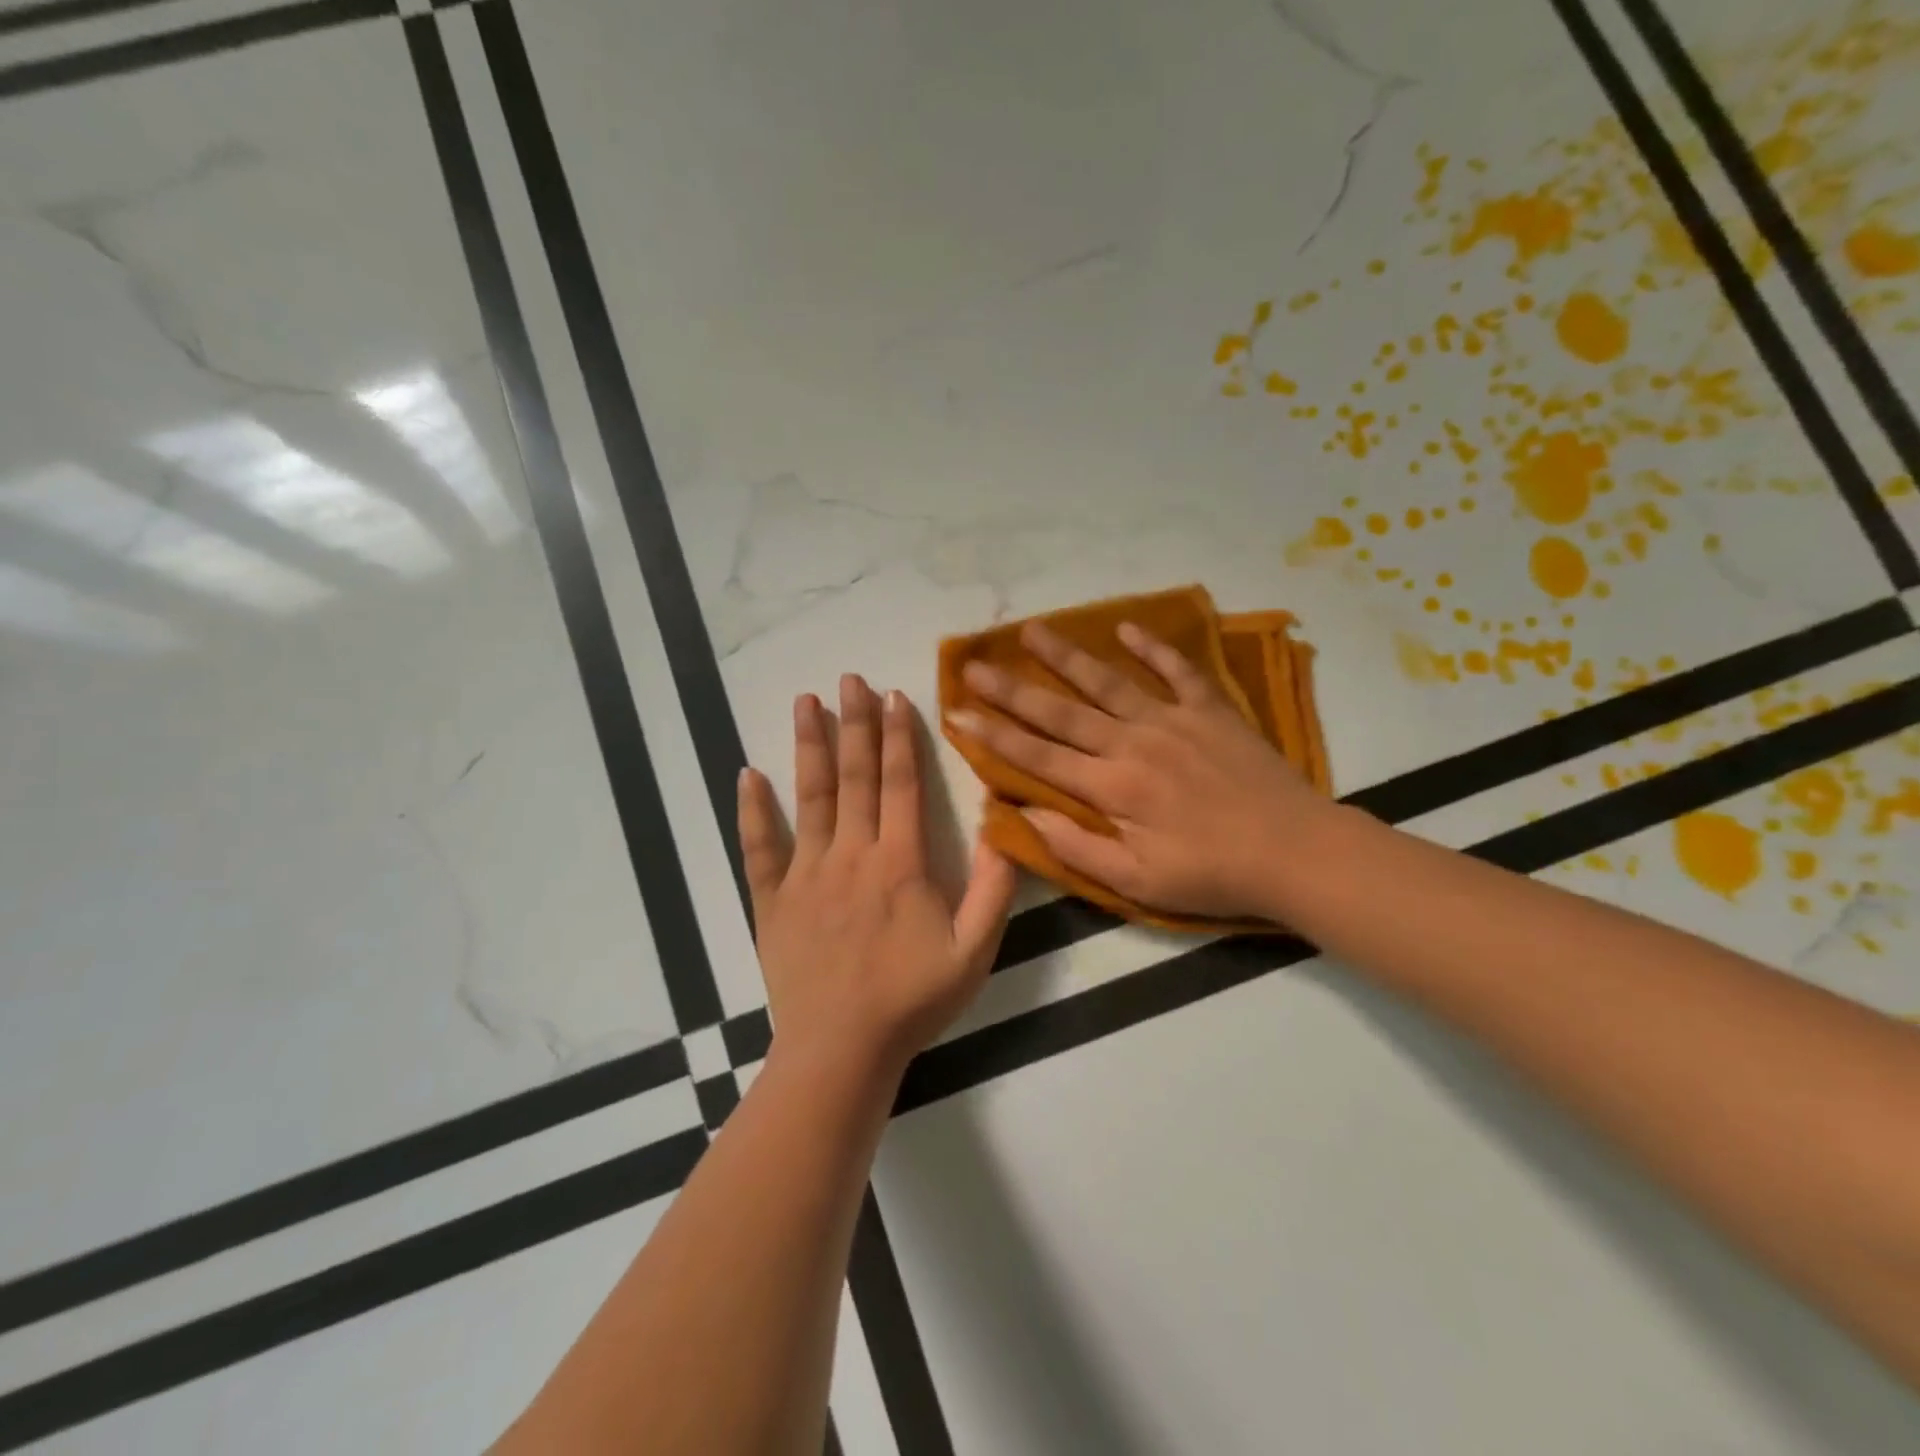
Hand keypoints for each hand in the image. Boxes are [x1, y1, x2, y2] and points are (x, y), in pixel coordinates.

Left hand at [739, 674, 1017, 1083]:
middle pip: (854, 777)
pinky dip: (752, 811)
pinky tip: (746, 775)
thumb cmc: (912, 1001)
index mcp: (899, 863)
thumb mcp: (974, 953)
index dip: (899, 737)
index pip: (900, 784)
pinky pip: (758, 848)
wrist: (842, 1051)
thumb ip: (995, 890)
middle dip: (854, 723)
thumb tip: (1005, 829)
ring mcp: (805, 875)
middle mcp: (850, 855)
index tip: (894, 696)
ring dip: (808, 747)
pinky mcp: (772, 901)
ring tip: (804, 702)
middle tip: (848, 678)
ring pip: (808, 798)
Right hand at [946, 621, 1337, 920]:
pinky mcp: (1211, 710)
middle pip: (1061, 711)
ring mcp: (1173, 720)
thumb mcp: (1138, 882)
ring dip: (1066, 655)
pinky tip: (1125, 628)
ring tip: (1032, 629)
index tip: (957, 713)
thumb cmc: (1212, 874)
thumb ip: (1077, 847)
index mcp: (1112, 788)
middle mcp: (1133, 743)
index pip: (1038, 757)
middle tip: (974, 665)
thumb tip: (1023, 813)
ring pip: (1108, 681)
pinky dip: (1152, 647)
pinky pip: (1177, 670)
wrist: (1296, 852)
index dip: (994, 735)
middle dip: (1012, 689)